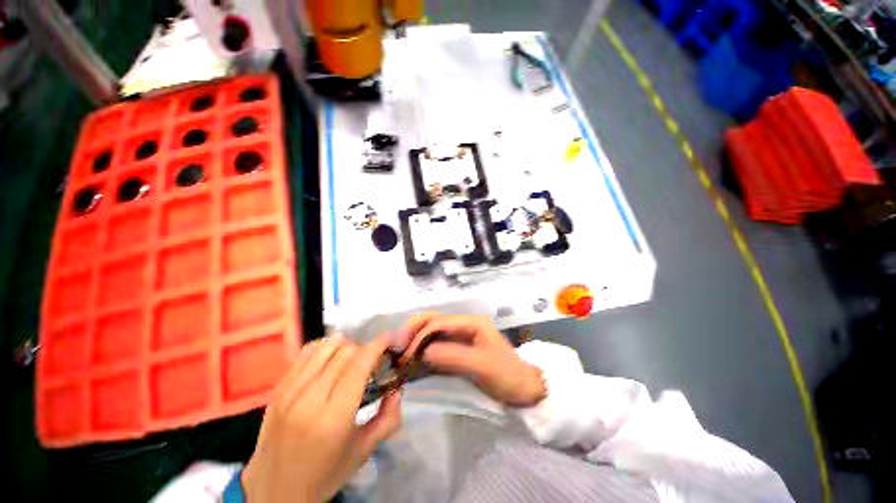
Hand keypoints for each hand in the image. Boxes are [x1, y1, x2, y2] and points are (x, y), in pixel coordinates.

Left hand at [242, 335, 400, 502]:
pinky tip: (329, 359)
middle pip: (344, 352)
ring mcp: (289, 391)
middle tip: (370, 360)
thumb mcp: (362, 452)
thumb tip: (397, 389)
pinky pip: (305, 353)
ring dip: (344, 346)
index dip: (377, 345)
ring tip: (350, 358)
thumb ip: (387, 419)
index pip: (359, 365)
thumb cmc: (324, 474)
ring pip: (325, 347)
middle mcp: (310, 399)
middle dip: (364, 349)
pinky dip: (323, 348)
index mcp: (334, 418)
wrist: (273, 490)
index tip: (389, 338)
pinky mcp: (277, 389)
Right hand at [397, 314, 545, 407]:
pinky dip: (422, 350)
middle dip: (414, 330)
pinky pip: (436, 345)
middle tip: (396, 346)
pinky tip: (413, 359)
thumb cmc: (507, 375)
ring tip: (400, 352)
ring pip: (432, 331)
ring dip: (415, 339)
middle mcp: (463, 324)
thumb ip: (454, 357)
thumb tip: (424, 353)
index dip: (420, 334)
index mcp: (471, 322)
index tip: (405, 352)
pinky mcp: (458, 349)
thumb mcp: (483, 366)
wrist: (524, 389)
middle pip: (433, 320)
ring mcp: (460, 336)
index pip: (439, 322)